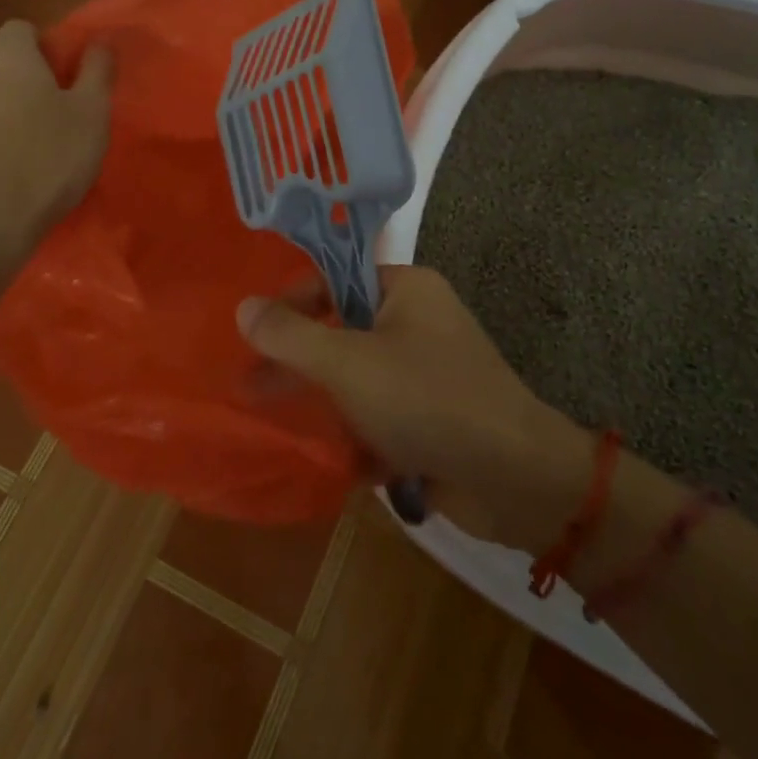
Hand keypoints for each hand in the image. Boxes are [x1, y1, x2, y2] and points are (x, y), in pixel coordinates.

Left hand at [0, 20, 111, 252]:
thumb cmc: (47, 160)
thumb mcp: (91, 113)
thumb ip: (97, 71)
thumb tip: (100, 41)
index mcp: (6, 58)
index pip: (22, 29)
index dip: (47, 47)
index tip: (69, 77)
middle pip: (2, 65)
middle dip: (28, 82)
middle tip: (59, 114)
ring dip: (6, 112)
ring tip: (34, 147)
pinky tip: (10, 172)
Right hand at [236, 266, 591, 547]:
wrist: (514, 479)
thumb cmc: (426, 400)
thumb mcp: (348, 363)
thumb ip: (291, 335)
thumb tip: (243, 306)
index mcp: (406, 290)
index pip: (335, 279)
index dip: (293, 304)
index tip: (255, 335)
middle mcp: (419, 322)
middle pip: (344, 331)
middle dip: (301, 362)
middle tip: (252, 387)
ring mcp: (430, 372)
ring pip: (360, 378)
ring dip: (326, 402)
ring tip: (281, 426)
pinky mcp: (435, 418)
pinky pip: (383, 414)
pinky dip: (359, 433)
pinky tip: (332, 460)